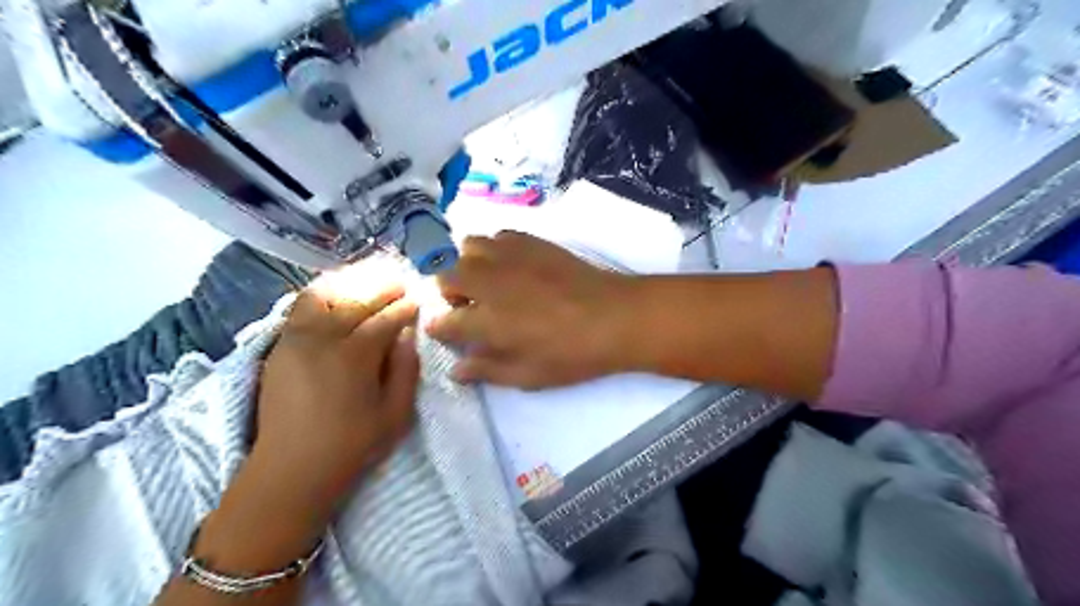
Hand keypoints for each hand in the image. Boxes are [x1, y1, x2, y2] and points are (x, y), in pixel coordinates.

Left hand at [255, 283, 419, 525]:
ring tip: (370, 278)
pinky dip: (323, 292)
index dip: (405, 308)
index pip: (385, 320)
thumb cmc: (351, 446)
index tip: (418, 300)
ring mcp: (296, 339)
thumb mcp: (395, 415)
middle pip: (355, 300)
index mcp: (354, 357)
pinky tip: (338, 291)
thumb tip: (407, 335)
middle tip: (400, 282)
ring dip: (350, 282)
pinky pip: (301, 306)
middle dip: (382, 287)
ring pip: (324, 295)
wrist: (289, 469)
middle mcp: (322, 339)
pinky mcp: (280, 345)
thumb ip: (405, 370)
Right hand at [426, 229, 635, 389]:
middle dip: (450, 293)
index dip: (440, 328)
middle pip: (447, 277)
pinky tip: (512, 265)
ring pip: (469, 248)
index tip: (447, 333)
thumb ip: (488, 371)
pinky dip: (495, 249)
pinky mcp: (532, 242)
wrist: (614, 317)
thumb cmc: (572, 354)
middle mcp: (489, 283)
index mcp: (486, 321)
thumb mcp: (529, 375)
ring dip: (469, 265)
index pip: (444, 321)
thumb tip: (456, 369)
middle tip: (470, 307)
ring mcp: (510, 257)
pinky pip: (499, 235)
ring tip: (488, 281)